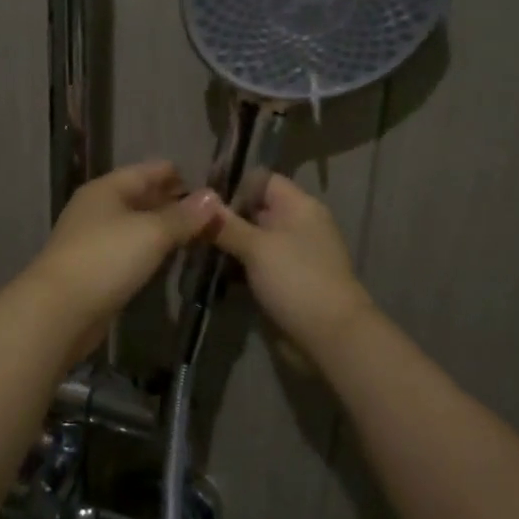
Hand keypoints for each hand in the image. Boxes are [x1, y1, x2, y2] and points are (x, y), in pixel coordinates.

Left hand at [25, 161, 220, 352]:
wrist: (59, 310)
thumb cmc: (106, 259)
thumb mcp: (152, 232)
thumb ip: (183, 216)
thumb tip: (213, 196)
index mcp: (106, 189)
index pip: (147, 171)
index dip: (176, 175)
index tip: (208, 183)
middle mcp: (97, 209)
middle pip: (139, 197)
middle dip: (172, 202)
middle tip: (210, 212)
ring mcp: (92, 240)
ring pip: (134, 226)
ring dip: (162, 228)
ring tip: (196, 234)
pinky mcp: (93, 269)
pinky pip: (128, 250)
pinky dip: (149, 250)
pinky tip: (167, 258)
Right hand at [209, 174, 375, 359]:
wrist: (330, 338)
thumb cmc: (297, 280)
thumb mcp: (256, 247)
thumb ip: (226, 224)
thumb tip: (199, 201)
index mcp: (298, 206)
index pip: (262, 180)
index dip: (233, 185)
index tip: (200, 200)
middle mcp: (295, 225)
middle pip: (253, 209)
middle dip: (222, 217)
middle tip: (188, 226)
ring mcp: (289, 255)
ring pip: (250, 239)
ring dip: (225, 244)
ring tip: (191, 248)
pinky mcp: (282, 281)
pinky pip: (253, 265)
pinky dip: (233, 267)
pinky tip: (207, 272)